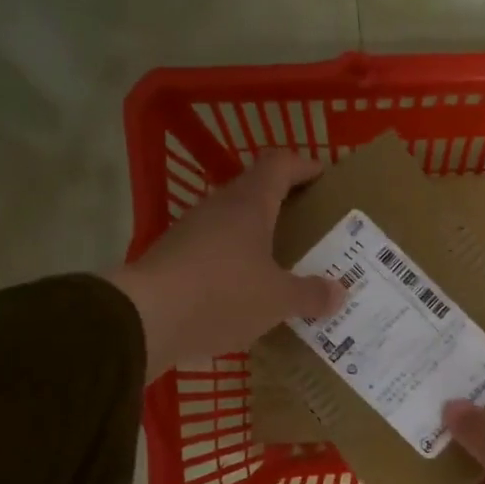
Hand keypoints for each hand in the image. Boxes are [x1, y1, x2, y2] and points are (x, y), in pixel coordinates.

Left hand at [106, 152, 343, 377]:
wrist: (145, 319)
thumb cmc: (222, 295)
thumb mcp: (278, 300)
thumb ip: (311, 294)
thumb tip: (339, 293)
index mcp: (249, 204)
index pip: (280, 164)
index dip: (304, 166)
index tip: (325, 177)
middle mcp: (219, 208)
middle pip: (256, 192)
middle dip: (285, 205)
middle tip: (312, 227)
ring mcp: (192, 232)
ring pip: (234, 224)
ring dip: (259, 237)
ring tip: (285, 262)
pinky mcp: (175, 259)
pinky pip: (216, 252)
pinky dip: (237, 263)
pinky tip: (249, 291)